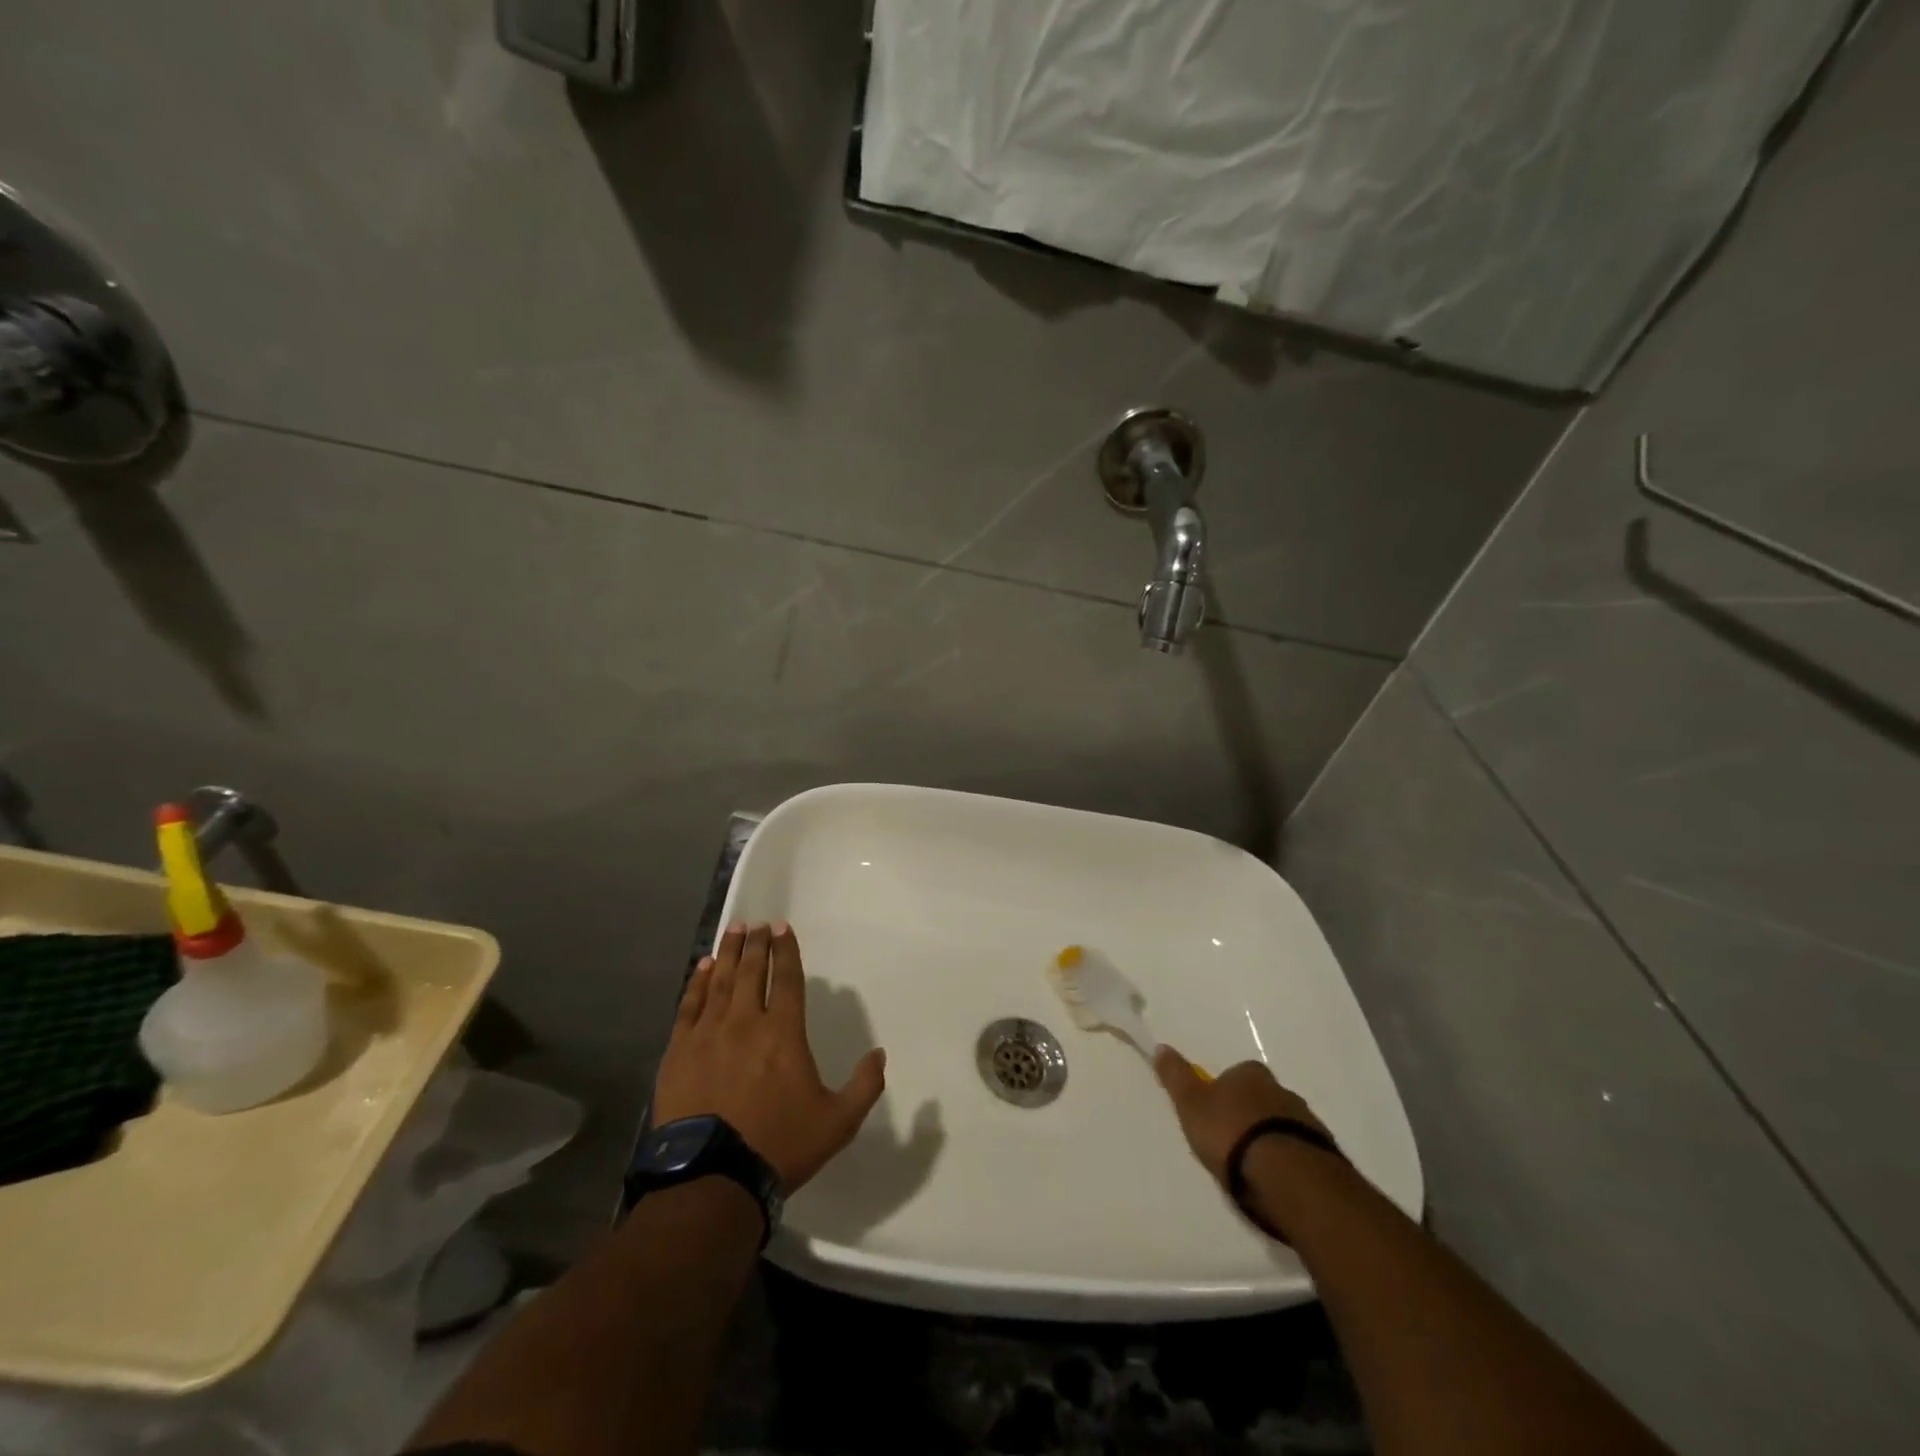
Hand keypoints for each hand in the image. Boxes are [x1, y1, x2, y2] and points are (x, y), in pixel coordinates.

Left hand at [653, 922, 885, 1192]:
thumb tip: (880, 1054)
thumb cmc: (779, 1145)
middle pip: (752, 971)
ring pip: (720, 981)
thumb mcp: (837, 1122)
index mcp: (784, 1033)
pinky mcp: (680, 1051)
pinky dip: (697, 982)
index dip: (786, 951)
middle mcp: (746, 1022)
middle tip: (756, 924)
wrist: (713, 1178)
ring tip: (733, 931)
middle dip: (756, 944)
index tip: (782, 928)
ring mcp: (709, 1034)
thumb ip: (864, 1086)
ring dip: (728, 953)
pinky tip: (702, 967)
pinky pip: (690, 1005)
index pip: (787, 979)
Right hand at [1153, 1047, 1328, 1185]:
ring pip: (1283, 1126)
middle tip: (1232, 1144)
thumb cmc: (1231, 1134)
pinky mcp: (1325, 1155)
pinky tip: (1276, 1183)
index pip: (1235, 1075)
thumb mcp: (1192, 1105)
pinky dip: (1288, 1162)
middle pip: (1261, 1100)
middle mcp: (1282, 1090)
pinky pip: (1300, 1153)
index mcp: (1251, 1074)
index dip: (1223, 1094)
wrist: (1288, 1177)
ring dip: (1270, 1141)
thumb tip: (1162, 1047)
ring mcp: (1307, 1123)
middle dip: (1249, 1117)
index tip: (1214, 1117)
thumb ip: (1177, 1077)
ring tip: (1254, 1170)